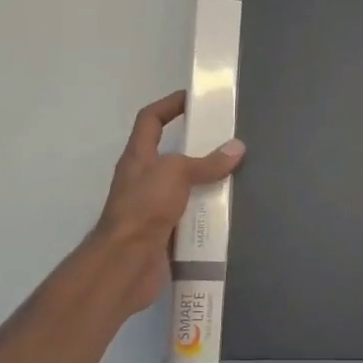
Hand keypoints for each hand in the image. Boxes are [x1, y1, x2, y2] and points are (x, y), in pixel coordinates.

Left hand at [85, 90, 244, 316]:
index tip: (193, 99)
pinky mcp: (164, 232)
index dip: (168, 105)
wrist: (125, 263)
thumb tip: (237, 148)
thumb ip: (206, 162)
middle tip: (228, 141)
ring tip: (237, 175)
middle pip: (170, 154)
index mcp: (138, 158)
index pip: (149, 120)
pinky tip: (229, 211)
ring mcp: (152, 208)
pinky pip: (190, 215)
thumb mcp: (175, 174)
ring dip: (206, 182)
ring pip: (184, 187)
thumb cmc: (143, 208)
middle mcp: (143, 179)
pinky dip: (207, 212)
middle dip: (198, 147)